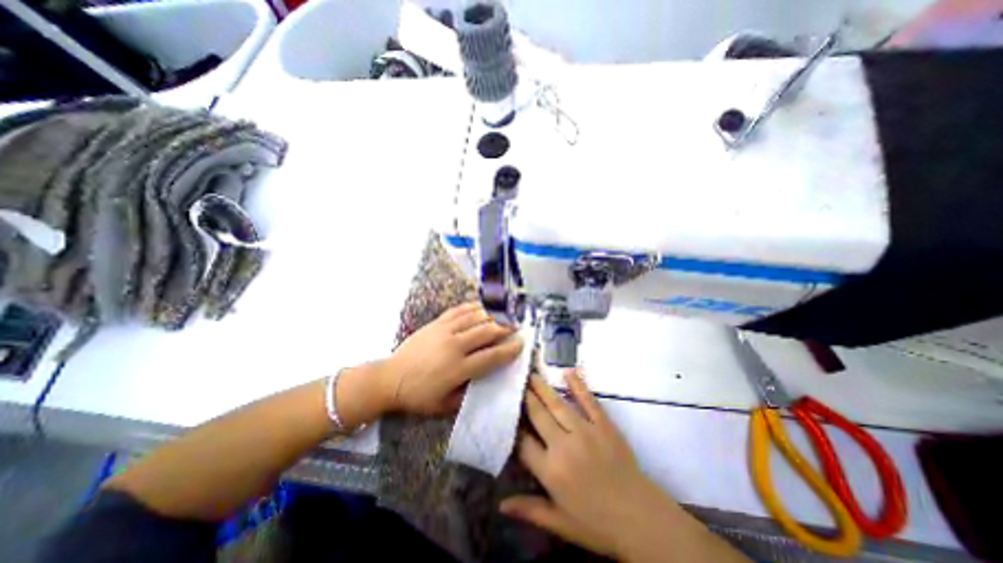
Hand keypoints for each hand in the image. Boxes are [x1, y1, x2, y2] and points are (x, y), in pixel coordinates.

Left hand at [383, 301, 524, 414]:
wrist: (389, 379)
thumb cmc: (417, 396)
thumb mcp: (445, 405)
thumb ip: (468, 394)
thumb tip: (486, 381)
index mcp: (458, 369)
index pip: (491, 356)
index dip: (509, 350)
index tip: (521, 344)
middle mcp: (454, 346)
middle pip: (487, 332)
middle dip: (506, 328)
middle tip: (517, 326)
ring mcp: (444, 331)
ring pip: (475, 318)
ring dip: (492, 315)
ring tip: (504, 315)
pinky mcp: (436, 323)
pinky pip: (458, 311)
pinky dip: (472, 307)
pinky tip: (481, 307)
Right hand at [499, 373, 681, 559]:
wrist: (640, 519)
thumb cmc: (597, 524)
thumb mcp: (560, 523)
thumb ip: (530, 510)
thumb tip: (500, 505)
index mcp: (551, 470)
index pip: (523, 442)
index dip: (514, 426)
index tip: (507, 412)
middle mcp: (564, 445)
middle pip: (538, 415)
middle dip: (525, 398)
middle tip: (516, 382)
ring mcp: (585, 431)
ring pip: (557, 404)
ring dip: (542, 388)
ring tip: (531, 375)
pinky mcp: (604, 424)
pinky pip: (588, 400)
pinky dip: (578, 385)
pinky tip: (569, 372)